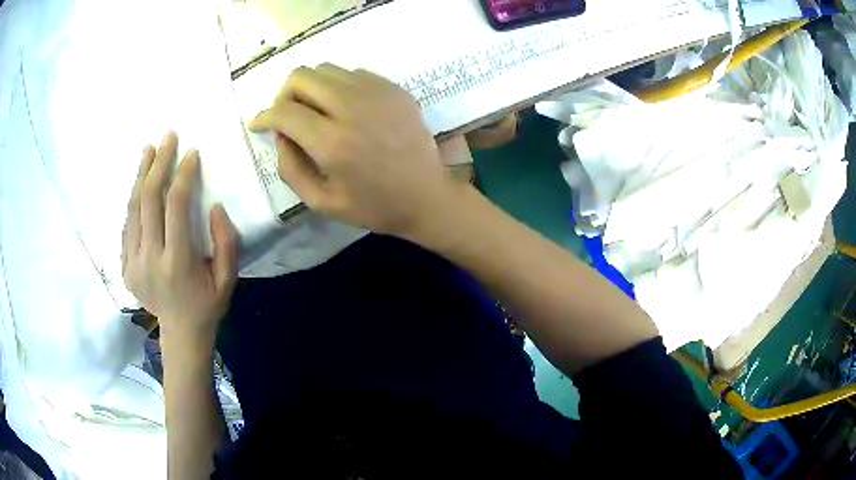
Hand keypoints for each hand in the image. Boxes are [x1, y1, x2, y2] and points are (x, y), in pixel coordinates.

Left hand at [122, 131, 238, 347]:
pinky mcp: (125, 266)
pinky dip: (133, 201)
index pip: (176, 207)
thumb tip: (214, 205)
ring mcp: (133, 263)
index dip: (183, 175)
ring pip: (133, 209)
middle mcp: (150, 259)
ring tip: (148, 151)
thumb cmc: (207, 305)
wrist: (180, 334)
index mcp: (177, 263)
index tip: (191, 153)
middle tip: (167, 138)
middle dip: (158, 164)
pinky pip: (127, 226)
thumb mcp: (227, 279)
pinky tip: (140, 184)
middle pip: (148, 200)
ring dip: (141, 176)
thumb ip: (226, 242)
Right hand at [248, 64, 459, 237]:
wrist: (426, 196)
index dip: (263, 116)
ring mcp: (377, 93)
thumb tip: (279, 134)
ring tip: (316, 113)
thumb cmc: (373, 206)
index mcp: (332, 142)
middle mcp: (352, 107)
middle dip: (284, 95)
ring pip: (326, 69)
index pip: (283, 111)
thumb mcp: (321, 201)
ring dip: (311, 88)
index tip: (258, 124)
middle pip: (301, 76)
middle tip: (288, 117)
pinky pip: (353, 73)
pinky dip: (339, 87)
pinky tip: (345, 109)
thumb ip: (290, 167)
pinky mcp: (394, 89)